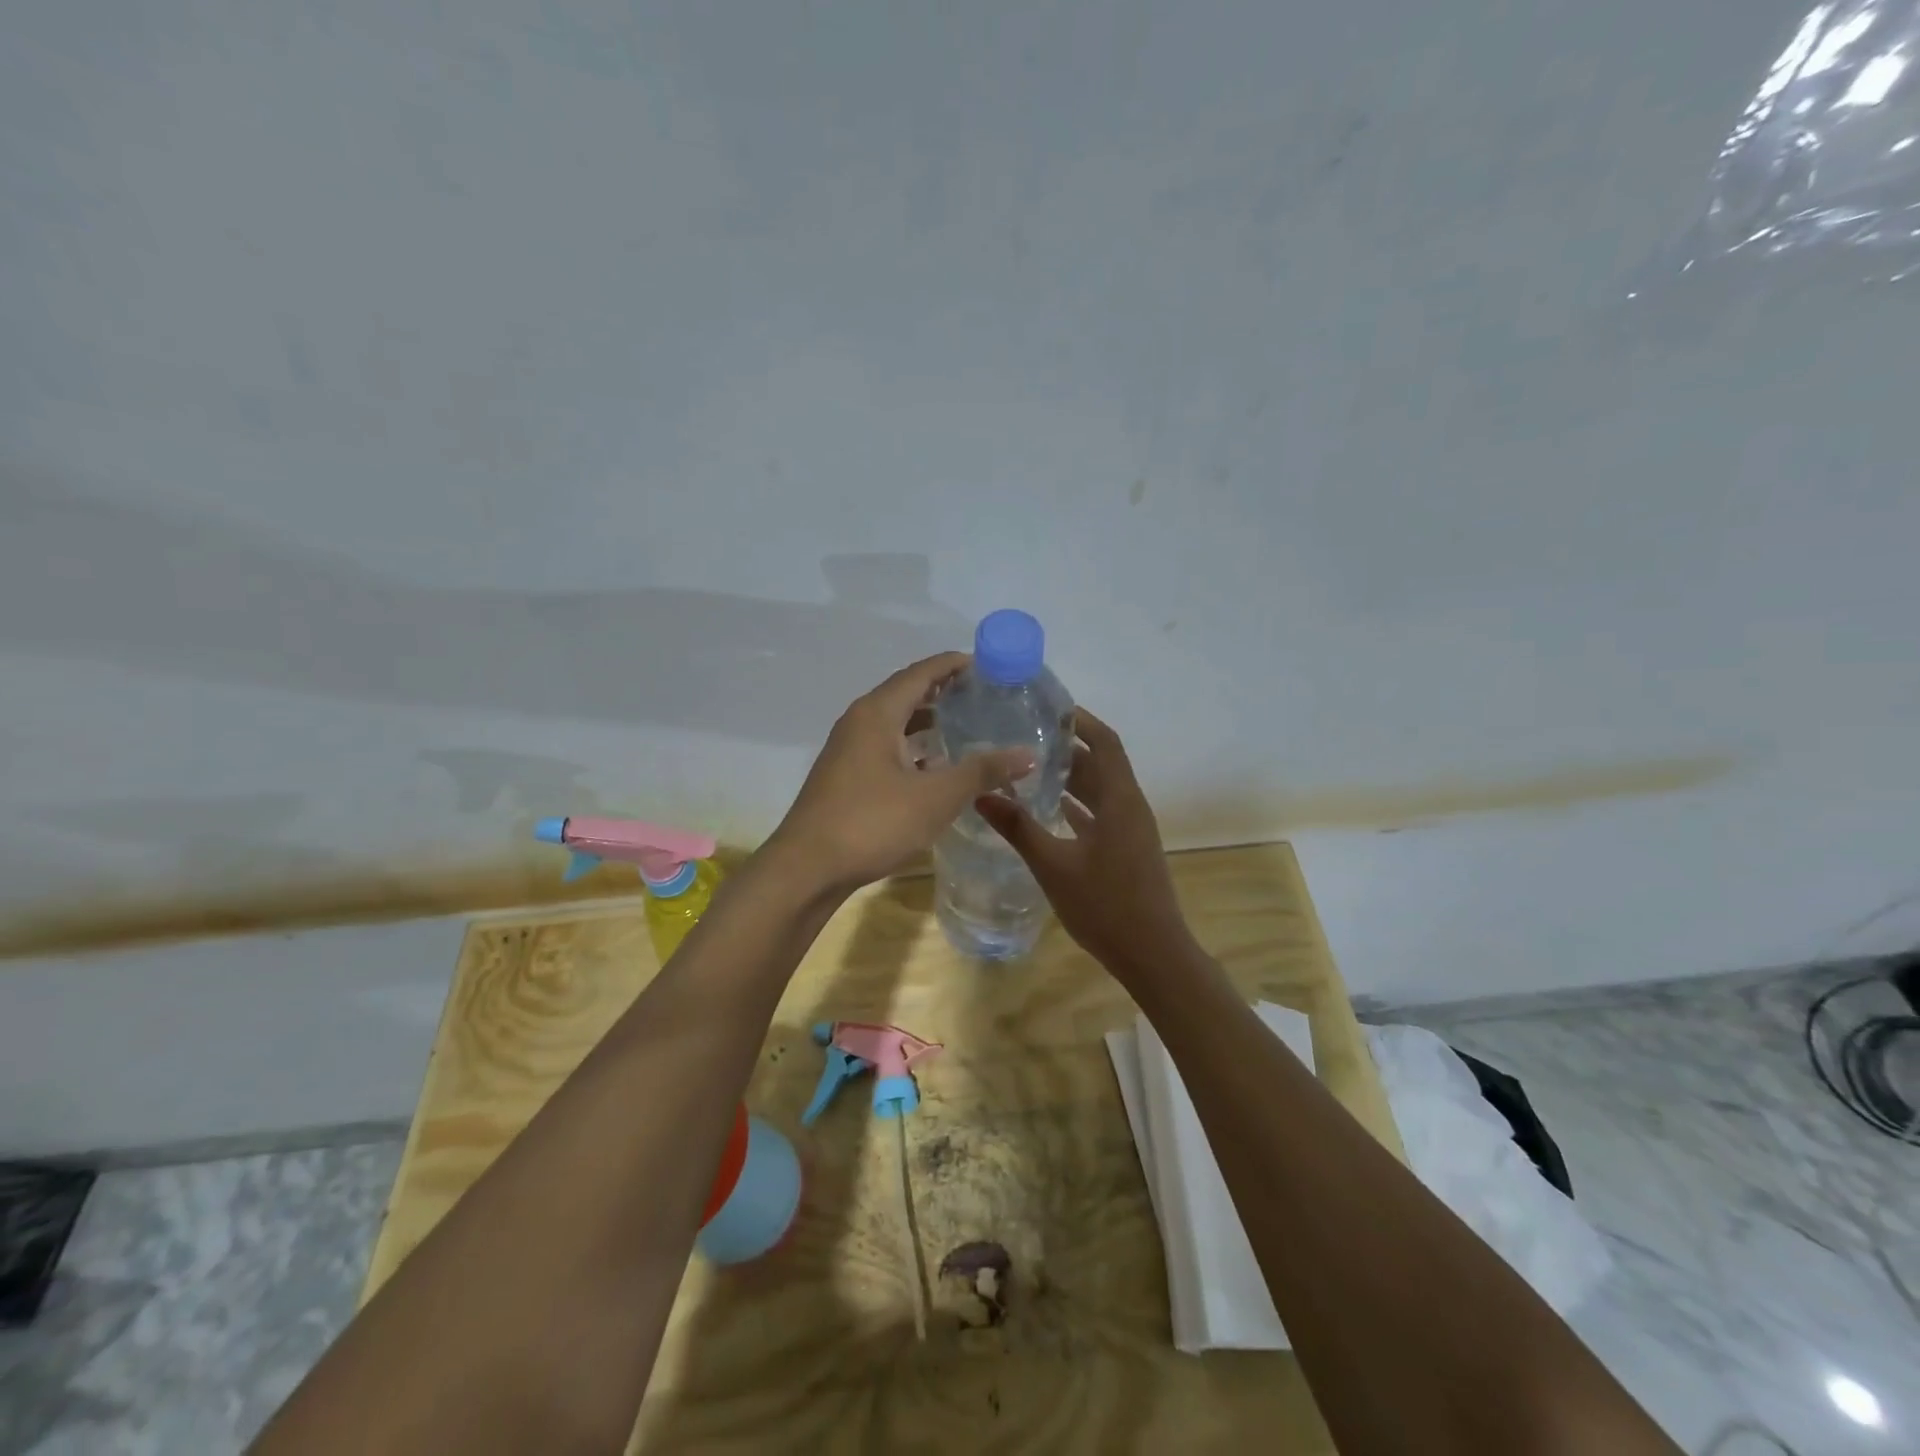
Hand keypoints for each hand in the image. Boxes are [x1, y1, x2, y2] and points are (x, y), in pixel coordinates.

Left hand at [767, 653, 1035, 895]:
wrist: (807, 868)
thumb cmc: (872, 822)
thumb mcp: (936, 797)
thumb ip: (981, 772)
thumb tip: (1027, 753)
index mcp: (877, 713)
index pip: (920, 673)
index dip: (953, 665)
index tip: (986, 665)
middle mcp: (859, 723)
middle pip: (905, 694)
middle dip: (942, 691)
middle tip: (982, 696)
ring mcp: (847, 751)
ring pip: (894, 724)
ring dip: (927, 722)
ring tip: (964, 726)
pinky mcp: (845, 777)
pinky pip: (885, 747)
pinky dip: (912, 748)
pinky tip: (934, 768)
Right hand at [976, 708, 1198, 985]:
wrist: (1153, 955)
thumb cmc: (1105, 906)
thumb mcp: (1054, 865)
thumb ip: (1018, 828)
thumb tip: (980, 795)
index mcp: (1120, 800)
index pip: (1104, 742)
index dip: (1080, 721)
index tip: (1047, 708)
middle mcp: (1130, 806)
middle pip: (1101, 763)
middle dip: (1067, 747)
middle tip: (1025, 736)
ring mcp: (1131, 830)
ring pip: (1100, 790)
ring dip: (1071, 776)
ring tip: (1030, 766)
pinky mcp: (1127, 849)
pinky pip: (1101, 813)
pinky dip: (1077, 804)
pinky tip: (1049, 808)